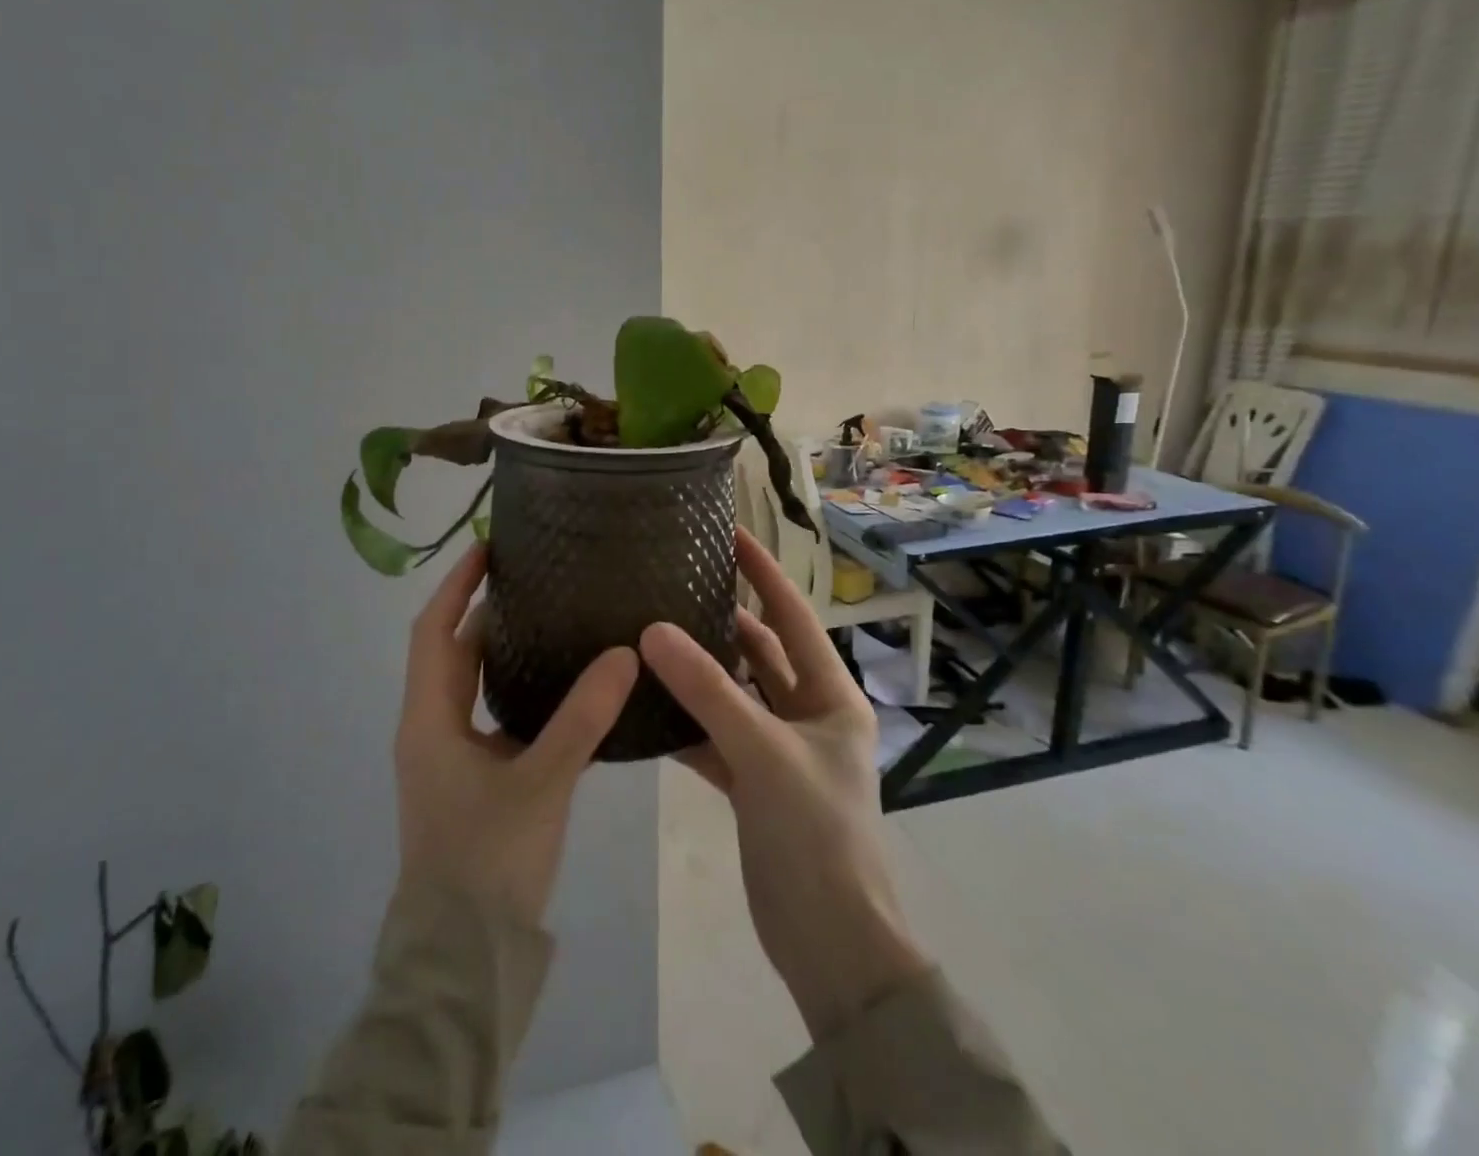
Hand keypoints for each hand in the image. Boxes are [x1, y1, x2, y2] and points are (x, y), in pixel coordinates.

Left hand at [394, 544, 639, 925]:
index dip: (457, 585)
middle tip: (532, 577)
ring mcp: (447, 756)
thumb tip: (625, 653)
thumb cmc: (488, 861)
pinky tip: (557, 685)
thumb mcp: (541, 781)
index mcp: (429, 719)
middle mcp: (430, 729)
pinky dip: (514, 688)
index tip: (488, 548)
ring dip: (499, 649)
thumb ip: (584, 717)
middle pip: (451, 652)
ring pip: (470, 685)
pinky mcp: (469, 780)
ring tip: (548, 616)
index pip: (434, 631)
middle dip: (484, 611)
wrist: (462, 958)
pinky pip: (488, 714)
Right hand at [641, 528, 929, 1039]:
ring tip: (650, 632)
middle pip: (760, 653)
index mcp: (831, 696)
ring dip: (698, 672)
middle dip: (722, 620)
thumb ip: (707, 690)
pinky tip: (646, 704)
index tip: (731, 533)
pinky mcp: (753, 785)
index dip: (764, 574)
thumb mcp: (762, 752)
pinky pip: (714, 737)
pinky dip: (685, 722)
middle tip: (674, 582)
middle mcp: (808, 715)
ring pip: (733, 695)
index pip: (792, 616)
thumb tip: (651, 629)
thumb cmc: (815, 834)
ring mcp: (779, 751)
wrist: (831, 945)